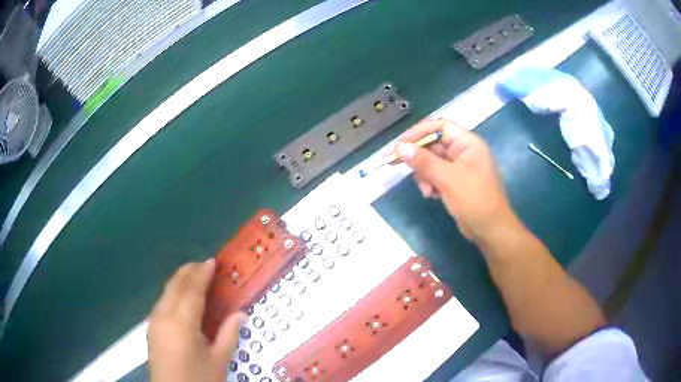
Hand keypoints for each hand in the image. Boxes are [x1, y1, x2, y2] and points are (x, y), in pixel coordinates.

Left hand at [148, 259, 245, 381]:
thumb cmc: (198, 378)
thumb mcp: (219, 360)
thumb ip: (229, 334)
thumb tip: (240, 313)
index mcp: (182, 323)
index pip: (192, 290)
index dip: (202, 274)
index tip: (212, 261)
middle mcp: (164, 315)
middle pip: (176, 285)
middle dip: (189, 271)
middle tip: (204, 265)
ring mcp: (154, 320)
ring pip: (166, 291)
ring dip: (180, 280)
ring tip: (195, 277)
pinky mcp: (151, 327)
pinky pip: (162, 301)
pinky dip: (173, 292)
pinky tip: (181, 297)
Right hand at [395, 119, 513, 242]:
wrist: (491, 230)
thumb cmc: (475, 200)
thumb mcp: (448, 179)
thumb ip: (424, 162)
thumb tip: (400, 147)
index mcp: (467, 143)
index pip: (439, 127)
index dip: (419, 132)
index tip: (400, 144)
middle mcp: (463, 151)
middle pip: (433, 145)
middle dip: (419, 158)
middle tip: (398, 165)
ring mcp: (459, 167)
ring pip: (431, 162)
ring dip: (424, 174)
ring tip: (427, 190)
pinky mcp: (455, 182)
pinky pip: (436, 175)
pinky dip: (430, 183)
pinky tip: (431, 195)